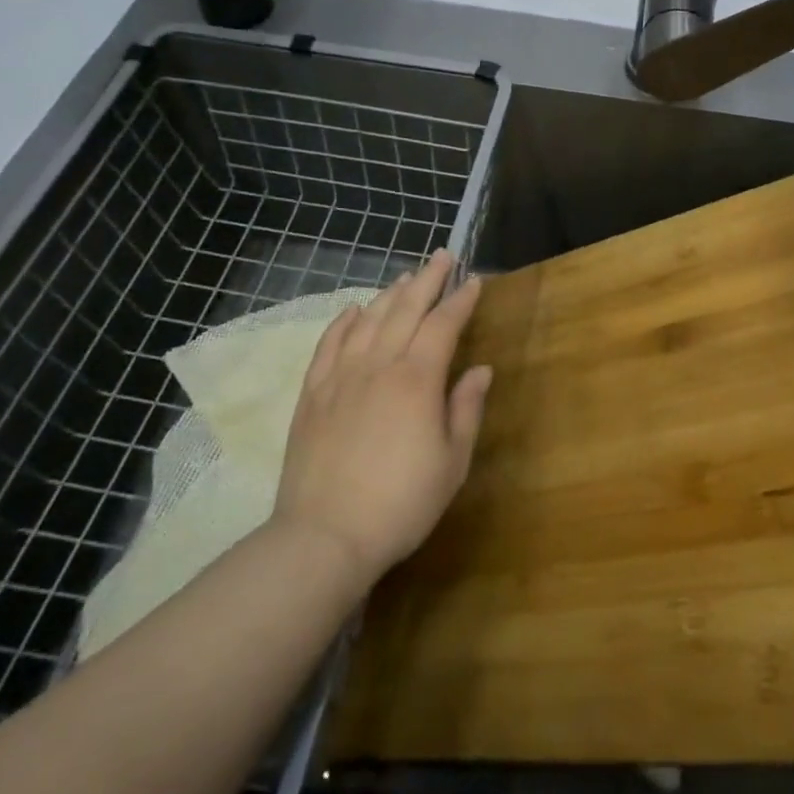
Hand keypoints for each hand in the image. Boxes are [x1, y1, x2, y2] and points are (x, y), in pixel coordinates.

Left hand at [271, 250, 490, 585]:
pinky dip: (343, 322)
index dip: (461, 300)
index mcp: (417, 379)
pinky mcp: (312, 395)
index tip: (474, 281)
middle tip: (442, 256)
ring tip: (406, 276)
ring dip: (390, 294)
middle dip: (427, 280)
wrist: (324, 538)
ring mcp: (340, 377)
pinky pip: (328, 345)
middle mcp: (379, 366)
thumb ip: (466, 409)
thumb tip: (481, 369)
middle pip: (405, 309)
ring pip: (368, 320)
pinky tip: (353, 311)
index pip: (444, 325)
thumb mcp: (452, 461)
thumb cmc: (401, 503)